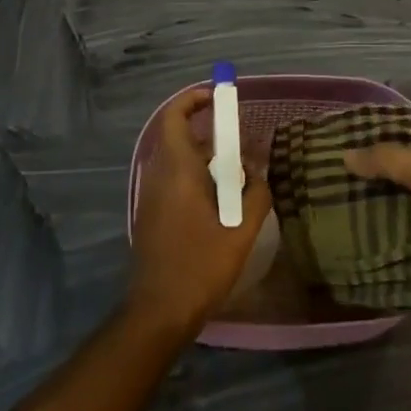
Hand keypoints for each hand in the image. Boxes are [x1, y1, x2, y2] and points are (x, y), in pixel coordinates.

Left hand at [128, 87, 272, 337]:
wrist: (158, 313)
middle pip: (178, 137)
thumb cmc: (199, 266)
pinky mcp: (151, 214)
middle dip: (208, 133)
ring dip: (203, 158)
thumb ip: (255, 196)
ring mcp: (151, 196)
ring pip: (176, 160)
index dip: (193, 100)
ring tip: (235, 175)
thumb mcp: (240, 232)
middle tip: (238, 142)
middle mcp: (158, 175)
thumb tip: (259, 173)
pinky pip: (172, 180)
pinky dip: (194, 177)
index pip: (175, 116)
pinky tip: (218, 202)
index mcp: (177, 170)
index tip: (218, 97)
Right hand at [344, 136, 410, 327]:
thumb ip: (386, 160)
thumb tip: (345, 155)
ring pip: (393, 209)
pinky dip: (372, 239)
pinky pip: (391, 241)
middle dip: (370, 175)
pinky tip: (341, 232)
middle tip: (328, 171)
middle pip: (399, 176)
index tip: (346, 139)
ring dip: (368, 207)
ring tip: (327, 199)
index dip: (382, 139)